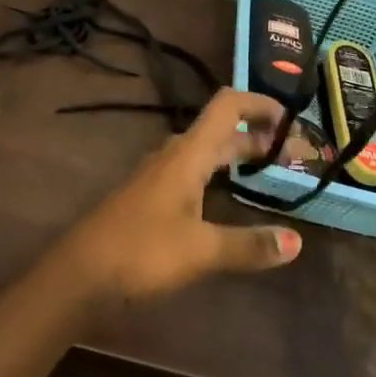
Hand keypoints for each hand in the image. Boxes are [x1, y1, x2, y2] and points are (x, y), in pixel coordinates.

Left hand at [56, 89, 302, 304]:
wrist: (79, 273)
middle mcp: (174, 155)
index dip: (259, 103)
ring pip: (205, 152)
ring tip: (266, 171)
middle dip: (256, 135)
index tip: (290, 119)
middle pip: (220, 130)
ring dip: (236, 154)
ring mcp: (159, 175)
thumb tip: (297, 241)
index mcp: (188, 153)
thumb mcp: (201, 250)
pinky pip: (193, 171)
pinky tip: (226, 198)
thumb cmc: (141, 250)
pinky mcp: (151, 197)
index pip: (227, 105)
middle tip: (290, 154)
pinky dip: (218, 174)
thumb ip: (248, 245)